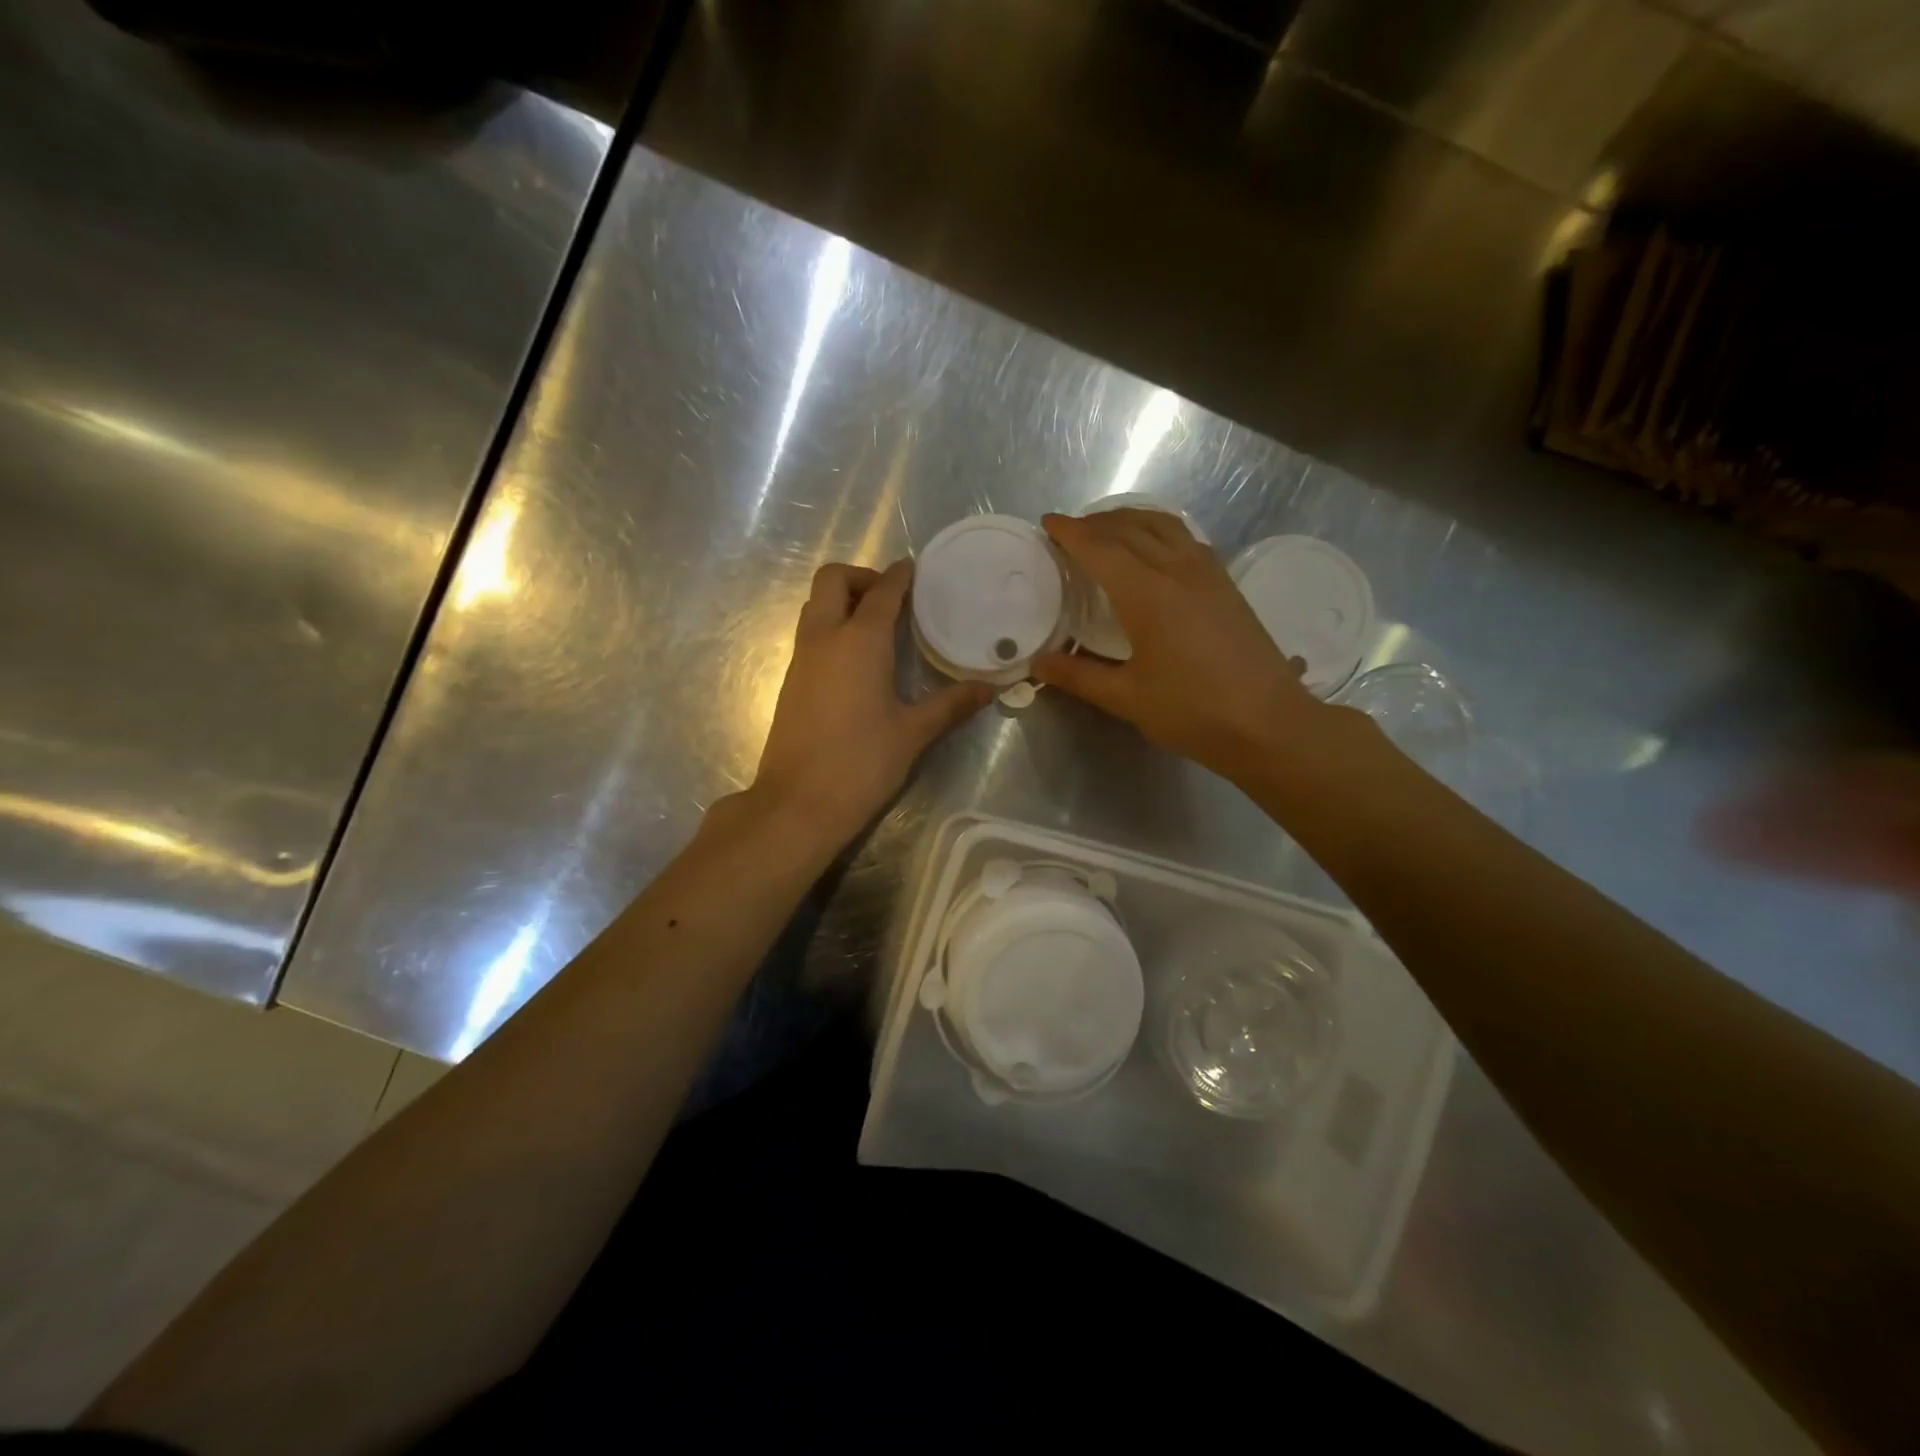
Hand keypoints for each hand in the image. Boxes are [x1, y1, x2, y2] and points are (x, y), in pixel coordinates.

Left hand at [740, 560, 991, 854]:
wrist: (798, 804)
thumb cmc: (861, 764)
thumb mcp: (913, 733)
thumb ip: (951, 705)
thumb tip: (989, 689)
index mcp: (860, 641)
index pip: (882, 591)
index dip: (900, 576)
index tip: (915, 570)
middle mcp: (824, 638)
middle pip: (832, 580)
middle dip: (861, 576)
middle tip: (891, 598)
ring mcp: (801, 659)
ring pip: (815, 606)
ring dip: (842, 601)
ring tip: (878, 626)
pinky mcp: (791, 682)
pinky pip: (810, 634)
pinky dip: (831, 626)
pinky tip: (857, 660)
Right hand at [1032, 510, 1335, 780]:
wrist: (1268, 723)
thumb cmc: (1193, 712)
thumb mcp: (1127, 698)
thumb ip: (1080, 676)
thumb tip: (1039, 664)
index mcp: (1147, 595)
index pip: (1100, 549)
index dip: (1071, 533)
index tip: (1048, 522)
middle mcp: (1178, 571)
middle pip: (1131, 528)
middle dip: (1096, 522)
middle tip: (1071, 530)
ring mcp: (1208, 574)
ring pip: (1164, 525)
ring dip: (1131, 519)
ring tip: (1109, 529)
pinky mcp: (1227, 585)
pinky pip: (1187, 539)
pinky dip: (1160, 530)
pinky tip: (1155, 549)